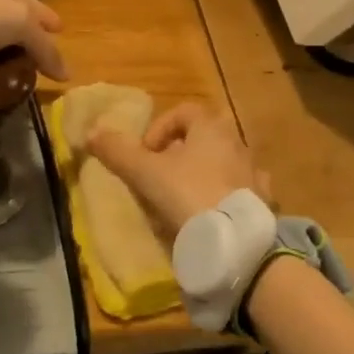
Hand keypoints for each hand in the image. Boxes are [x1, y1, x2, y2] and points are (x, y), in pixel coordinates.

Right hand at [86, 104, 269, 236]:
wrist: (235, 242)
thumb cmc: (188, 195)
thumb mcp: (145, 173)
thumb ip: (118, 151)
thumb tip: (91, 131)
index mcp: (211, 128)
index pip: (184, 111)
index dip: (159, 128)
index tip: (145, 154)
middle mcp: (237, 143)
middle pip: (205, 137)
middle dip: (181, 153)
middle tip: (162, 177)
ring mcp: (253, 173)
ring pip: (223, 164)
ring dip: (203, 174)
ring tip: (183, 200)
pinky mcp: (262, 203)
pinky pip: (240, 192)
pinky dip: (224, 198)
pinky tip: (211, 216)